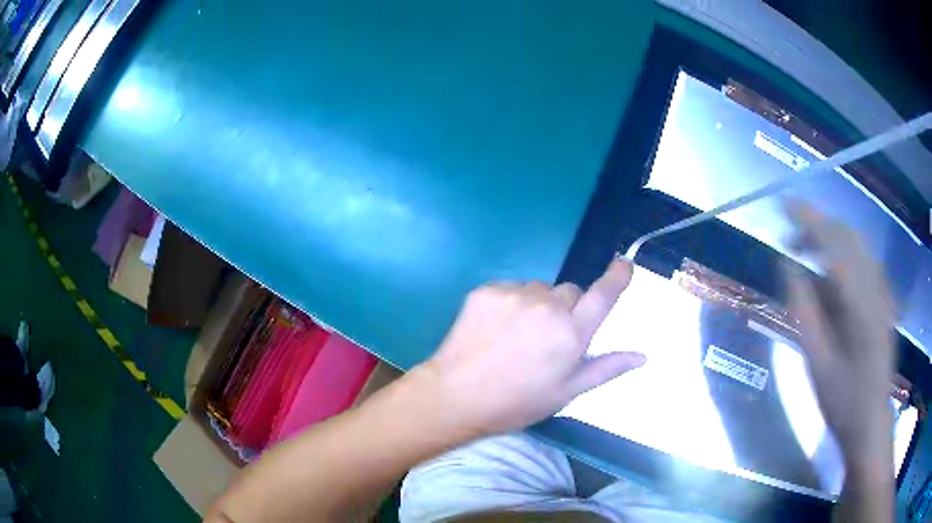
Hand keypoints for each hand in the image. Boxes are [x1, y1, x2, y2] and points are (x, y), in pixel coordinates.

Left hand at [411, 259, 645, 439]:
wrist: (456, 395)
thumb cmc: (517, 401)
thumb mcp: (567, 392)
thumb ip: (606, 368)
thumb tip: (642, 356)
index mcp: (571, 333)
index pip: (602, 295)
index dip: (616, 276)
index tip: (623, 263)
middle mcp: (547, 307)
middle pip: (570, 293)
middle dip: (567, 310)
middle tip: (548, 340)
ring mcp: (515, 295)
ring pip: (539, 290)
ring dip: (537, 306)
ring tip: (517, 337)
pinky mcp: (487, 290)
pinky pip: (511, 289)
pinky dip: (511, 304)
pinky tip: (496, 329)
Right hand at [783, 202, 895, 467]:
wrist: (871, 422)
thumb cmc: (842, 400)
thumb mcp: (817, 363)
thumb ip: (804, 312)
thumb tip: (789, 267)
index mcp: (860, 304)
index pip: (834, 244)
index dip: (807, 219)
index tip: (782, 206)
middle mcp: (875, 288)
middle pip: (847, 236)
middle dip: (817, 226)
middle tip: (789, 238)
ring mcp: (882, 293)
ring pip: (857, 245)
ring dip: (830, 238)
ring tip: (806, 252)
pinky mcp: (884, 300)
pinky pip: (863, 261)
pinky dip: (843, 254)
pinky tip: (830, 272)